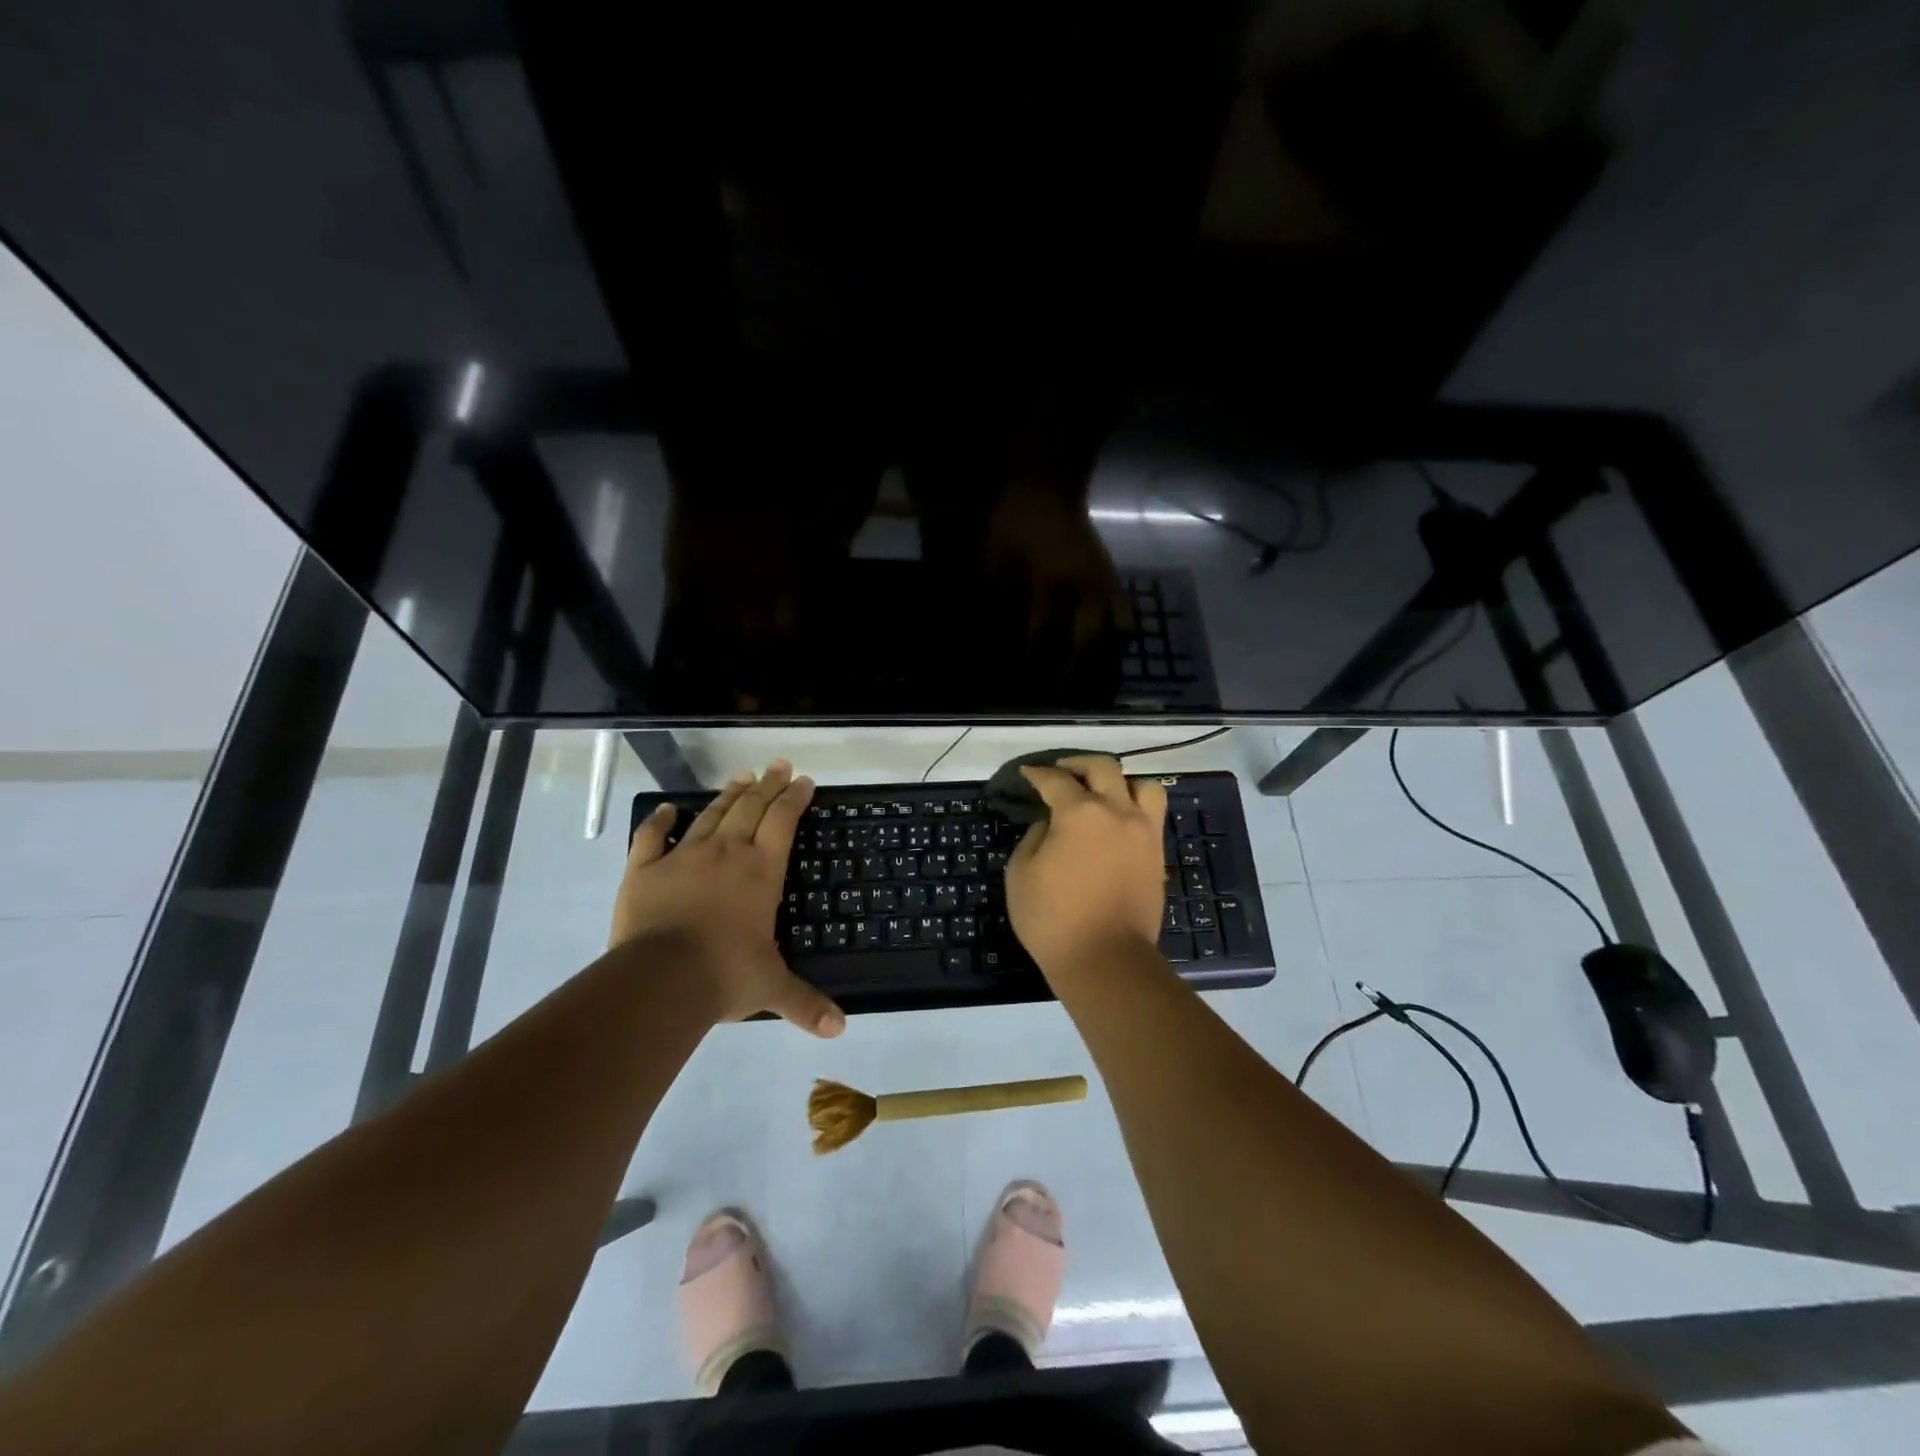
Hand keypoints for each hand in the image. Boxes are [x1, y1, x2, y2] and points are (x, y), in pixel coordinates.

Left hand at [613, 760, 844, 1036]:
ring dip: (729, 795)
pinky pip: (652, 837)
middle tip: (778, 765)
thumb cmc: (725, 976)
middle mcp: (727, 853)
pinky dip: (660, 821)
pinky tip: (668, 809)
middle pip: (751, 807)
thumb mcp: (771, 989)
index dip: (795, 797)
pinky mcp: (644, 869)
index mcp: (761, 871)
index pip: (784, 821)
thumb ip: (805, 1003)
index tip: (804, 780)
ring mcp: (683, 857)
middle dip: (768, 784)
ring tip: (742, 777)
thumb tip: (840, 1029)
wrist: (660, 979)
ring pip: (710, 815)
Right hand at [1005, 755, 1167, 974]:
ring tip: (1104, 793)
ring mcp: (1143, 831)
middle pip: (1103, 768)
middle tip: (1062, 772)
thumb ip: (1034, 837)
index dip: (1038, 773)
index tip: (1028, 773)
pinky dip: (1136, 807)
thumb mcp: (1021, 873)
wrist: (1106, 959)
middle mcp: (1116, 811)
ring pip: (1141, 785)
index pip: (1055, 780)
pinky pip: (1153, 814)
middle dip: (1078, 764)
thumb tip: (1050, 825)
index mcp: (1079, 812)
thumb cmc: (1053, 919)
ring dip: (1120, 782)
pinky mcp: (1157, 854)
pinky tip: (1119, 821)